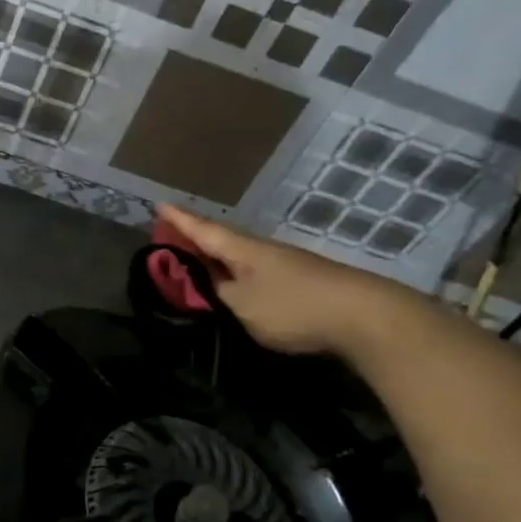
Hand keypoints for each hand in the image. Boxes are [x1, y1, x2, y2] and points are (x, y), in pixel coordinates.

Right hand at [155, 204, 415, 356]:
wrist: (363, 315)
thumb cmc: (293, 306)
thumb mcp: (242, 306)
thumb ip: (214, 295)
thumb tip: (199, 286)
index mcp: (242, 250)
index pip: (202, 230)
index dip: (178, 221)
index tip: (158, 206)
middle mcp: (261, 250)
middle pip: (221, 240)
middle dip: (195, 239)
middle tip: (170, 239)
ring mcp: (284, 264)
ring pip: (239, 257)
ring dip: (216, 259)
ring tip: (197, 264)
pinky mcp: (300, 281)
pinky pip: (255, 272)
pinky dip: (236, 274)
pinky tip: (235, 285)